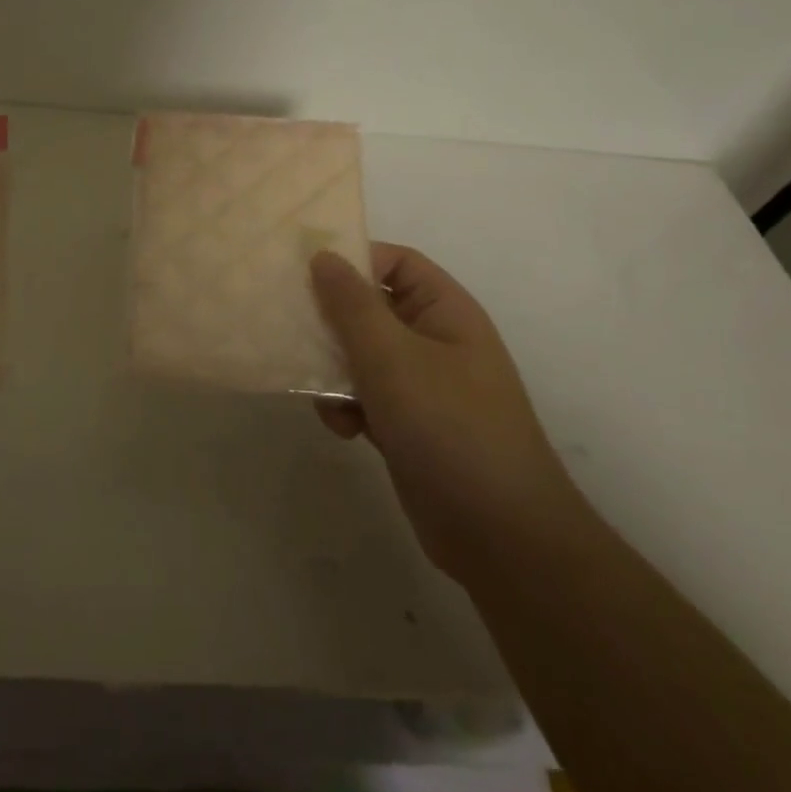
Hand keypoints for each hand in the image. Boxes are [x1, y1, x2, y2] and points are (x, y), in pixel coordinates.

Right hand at [309, 244, 583, 580]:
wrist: (500, 536)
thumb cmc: (448, 426)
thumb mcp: (391, 357)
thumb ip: (351, 304)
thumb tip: (323, 255)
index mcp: (445, 311)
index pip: (396, 262)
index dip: (352, 259)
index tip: (303, 273)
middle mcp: (434, 341)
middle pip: (371, 308)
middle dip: (331, 321)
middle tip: (289, 327)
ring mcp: (422, 386)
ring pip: (361, 356)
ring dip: (333, 370)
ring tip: (321, 392)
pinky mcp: (408, 425)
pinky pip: (365, 396)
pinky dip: (346, 406)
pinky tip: (343, 429)